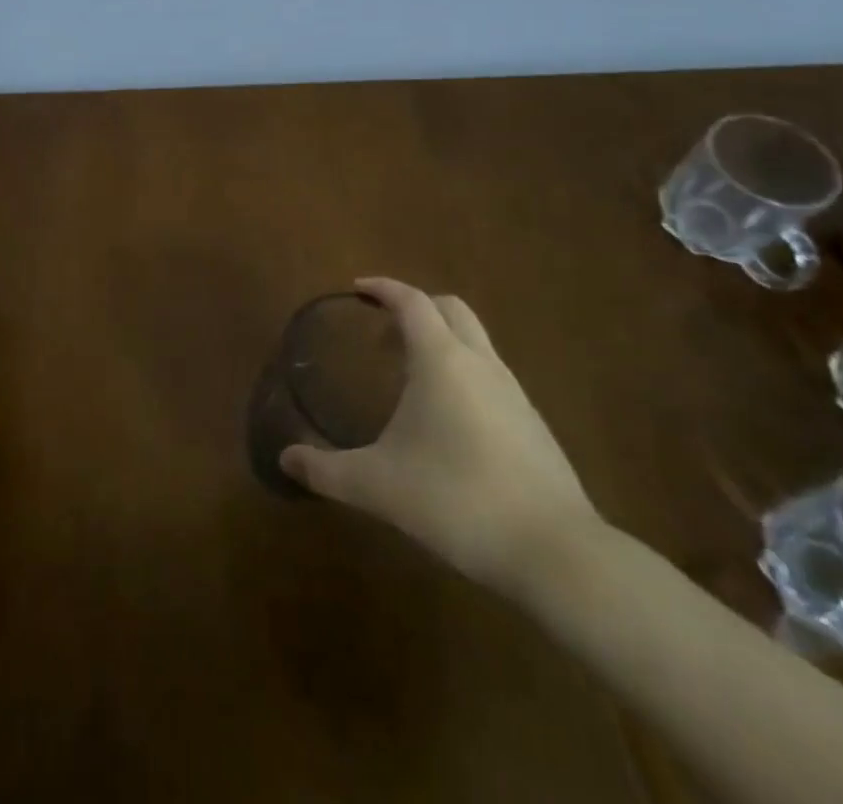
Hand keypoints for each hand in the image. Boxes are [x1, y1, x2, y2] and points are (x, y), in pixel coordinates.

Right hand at [281, 278, 600, 595]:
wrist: (556, 554)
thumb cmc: (456, 500)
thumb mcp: (378, 485)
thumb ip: (326, 471)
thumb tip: (286, 460)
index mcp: (441, 360)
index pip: (411, 301)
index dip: (384, 288)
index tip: (358, 288)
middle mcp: (480, 363)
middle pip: (450, 310)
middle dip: (416, 309)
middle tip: (383, 334)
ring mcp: (514, 393)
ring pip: (475, 343)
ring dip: (441, 342)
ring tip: (409, 378)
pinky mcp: (534, 425)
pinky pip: (491, 376)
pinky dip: (463, 375)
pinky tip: (447, 421)